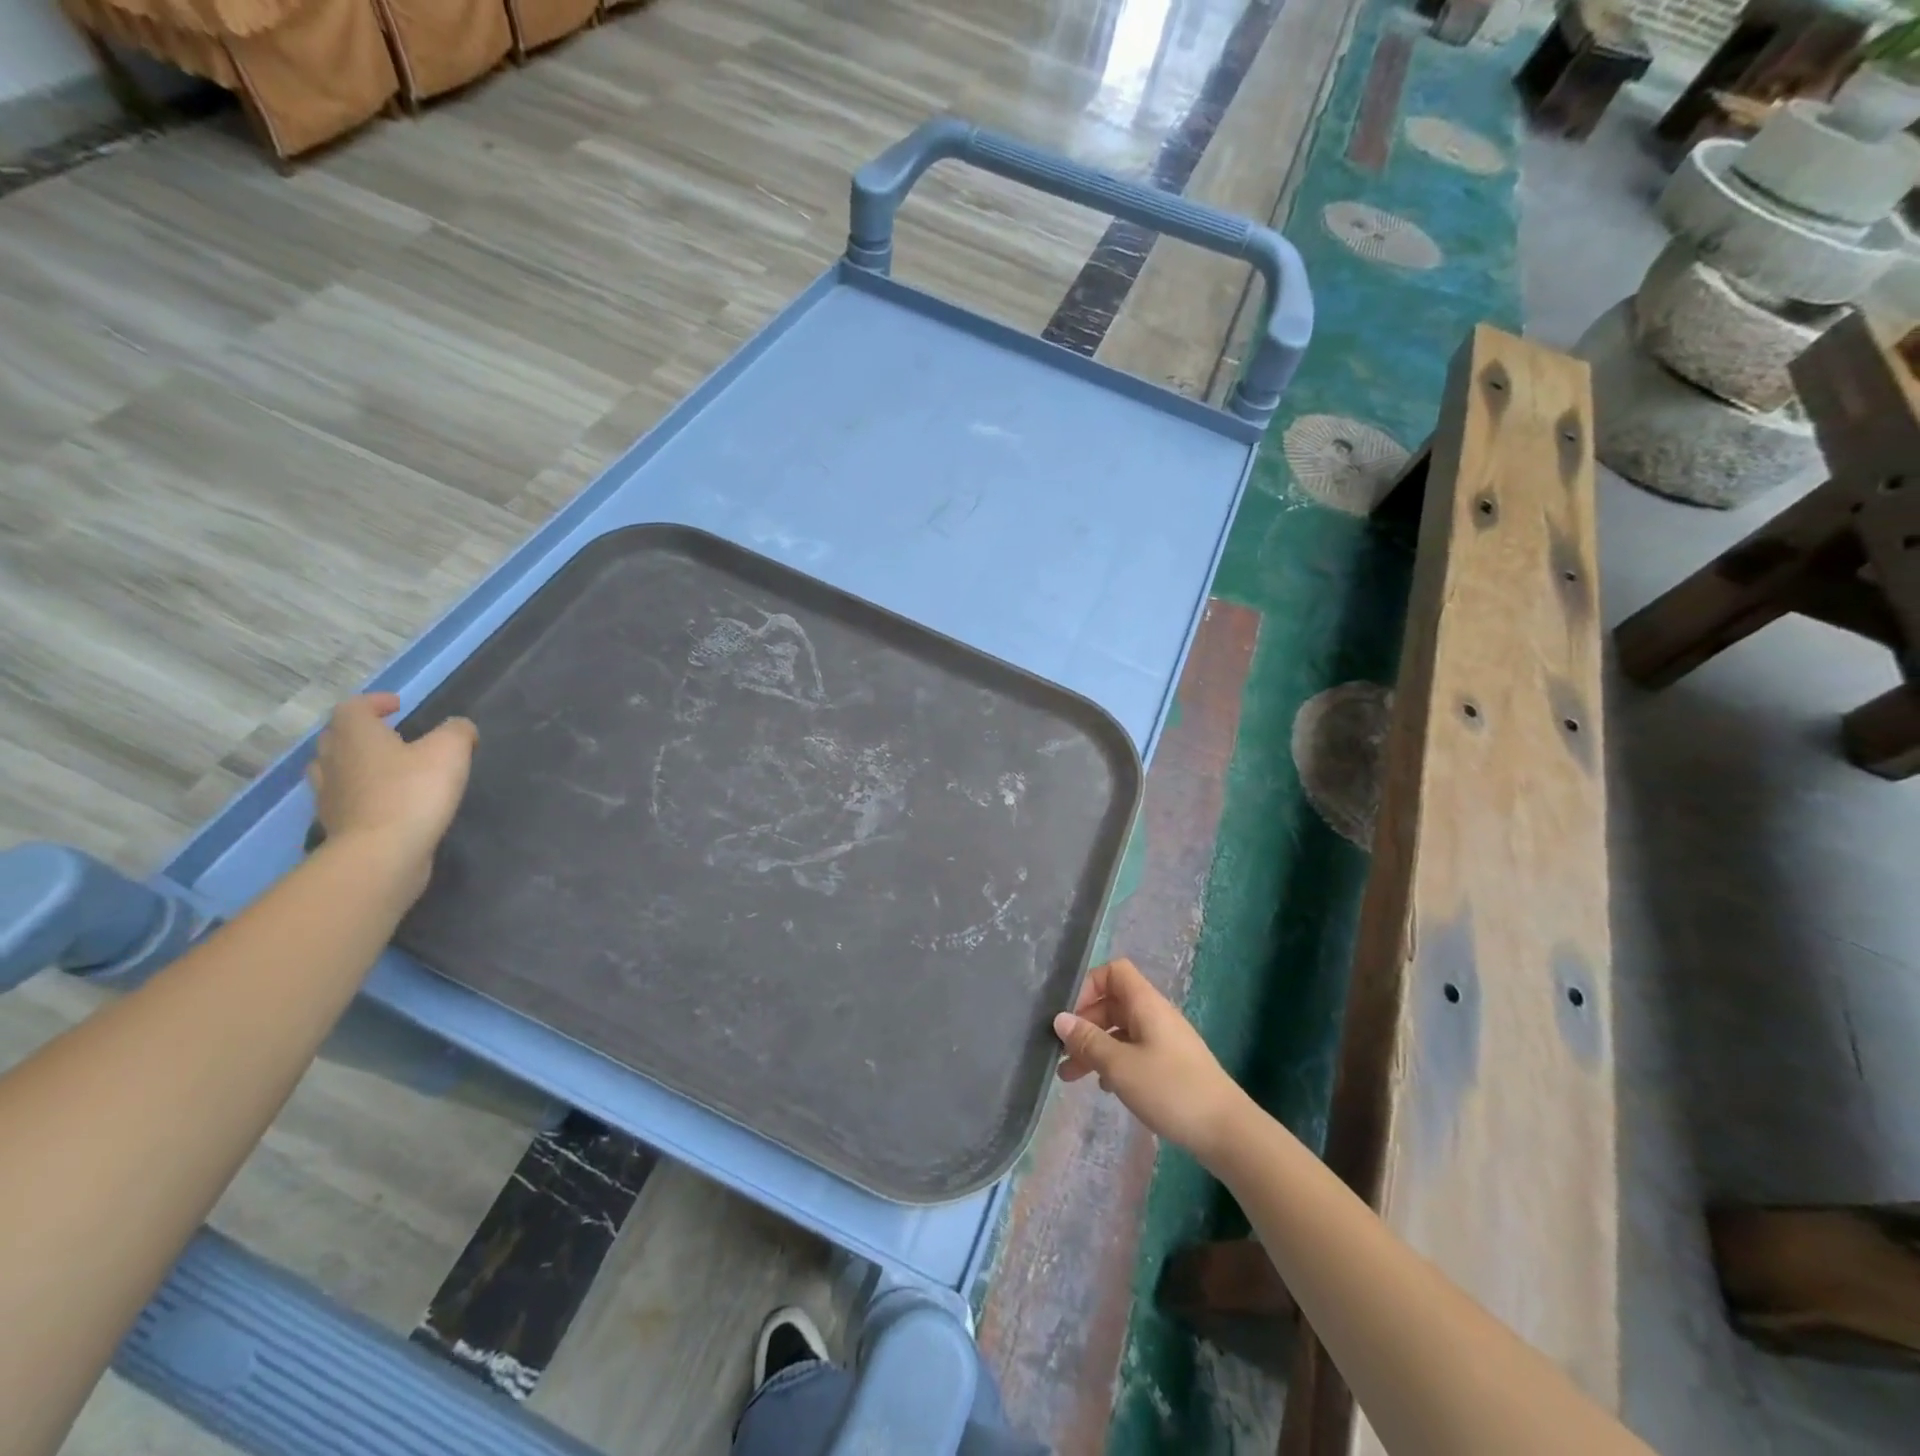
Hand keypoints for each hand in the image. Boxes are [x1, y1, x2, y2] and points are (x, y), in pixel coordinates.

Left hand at [307, 694, 476, 889]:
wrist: (382, 853)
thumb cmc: (413, 792)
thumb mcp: (450, 751)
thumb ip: (457, 731)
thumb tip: (459, 728)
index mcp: (356, 735)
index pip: (353, 706)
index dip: (375, 702)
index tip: (398, 705)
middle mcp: (333, 760)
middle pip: (336, 736)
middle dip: (361, 731)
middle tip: (390, 735)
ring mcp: (329, 794)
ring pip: (332, 768)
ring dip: (354, 762)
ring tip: (384, 768)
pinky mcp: (336, 824)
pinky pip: (343, 798)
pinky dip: (360, 793)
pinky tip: (384, 801)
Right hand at [1054, 957, 1249, 1163]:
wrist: (1227, 1132)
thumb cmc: (1170, 1089)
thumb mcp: (1120, 1065)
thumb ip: (1088, 1041)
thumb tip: (1060, 1019)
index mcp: (1146, 1004)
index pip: (1114, 972)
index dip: (1088, 987)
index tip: (1070, 1016)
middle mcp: (1155, 1015)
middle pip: (1113, 1004)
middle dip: (1084, 1025)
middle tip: (1062, 1052)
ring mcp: (1164, 1040)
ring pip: (1120, 1032)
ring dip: (1094, 1048)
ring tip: (1069, 1077)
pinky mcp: (1170, 1065)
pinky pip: (1133, 1051)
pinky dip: (1114, 1063)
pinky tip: (1104, 1088)